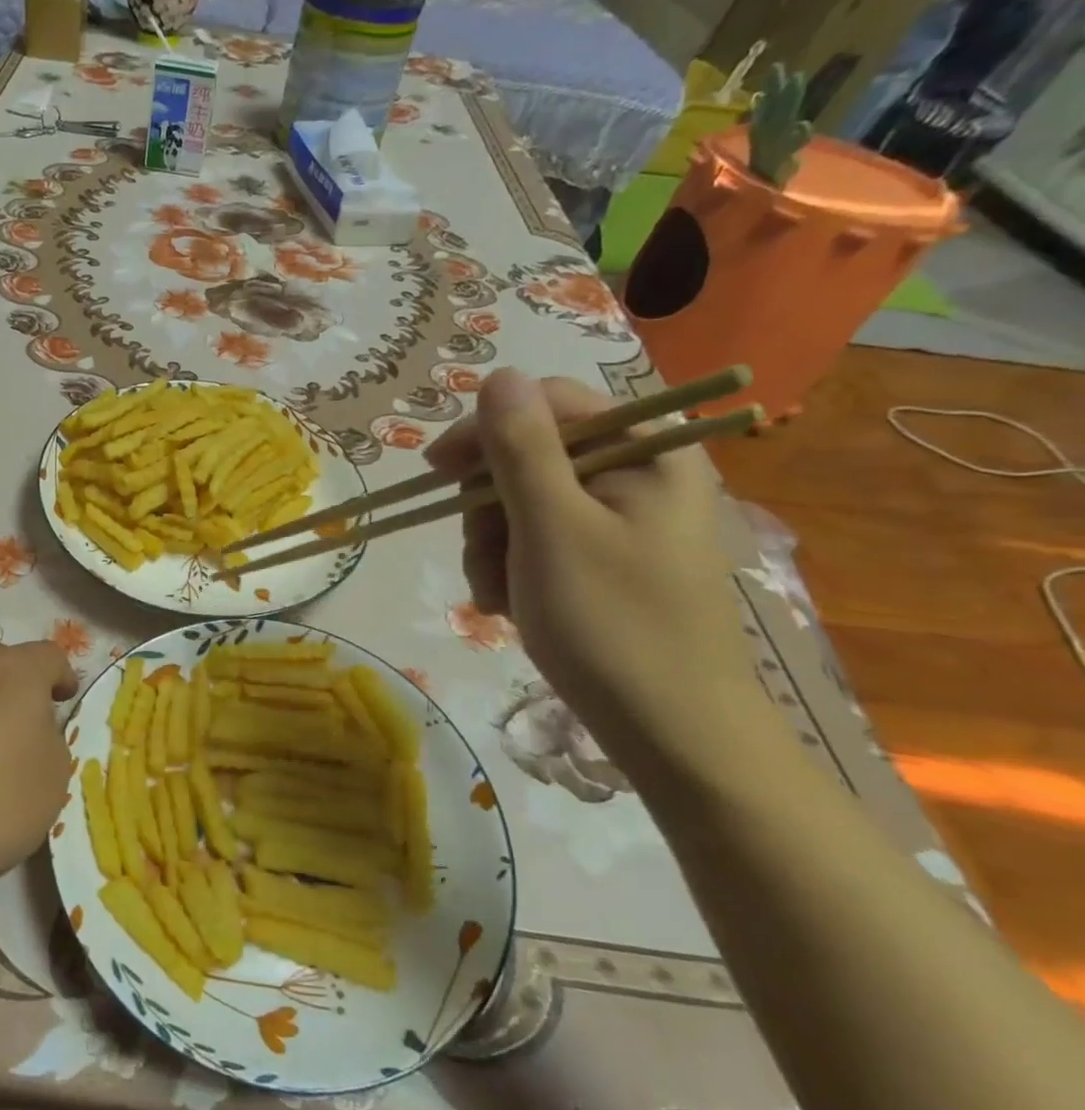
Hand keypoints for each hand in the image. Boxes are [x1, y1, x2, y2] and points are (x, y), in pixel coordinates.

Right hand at [425, 369, 760, 763]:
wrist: (673, 734)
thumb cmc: (612, 625)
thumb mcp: (552, 529)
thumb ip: (521, 447)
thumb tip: (499, 375)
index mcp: (648, 451)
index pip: (547, 404)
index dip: (486, 431)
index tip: (436, 473)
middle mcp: (640, 474)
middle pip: (530, 455)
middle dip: (490, 507)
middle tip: (485, 558)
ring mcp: (624, 520)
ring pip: (524, 502)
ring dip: (494, 545)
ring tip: (498, 596)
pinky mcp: (609, 558)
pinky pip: (540, 539)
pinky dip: (513, 568)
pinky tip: (512, 605)